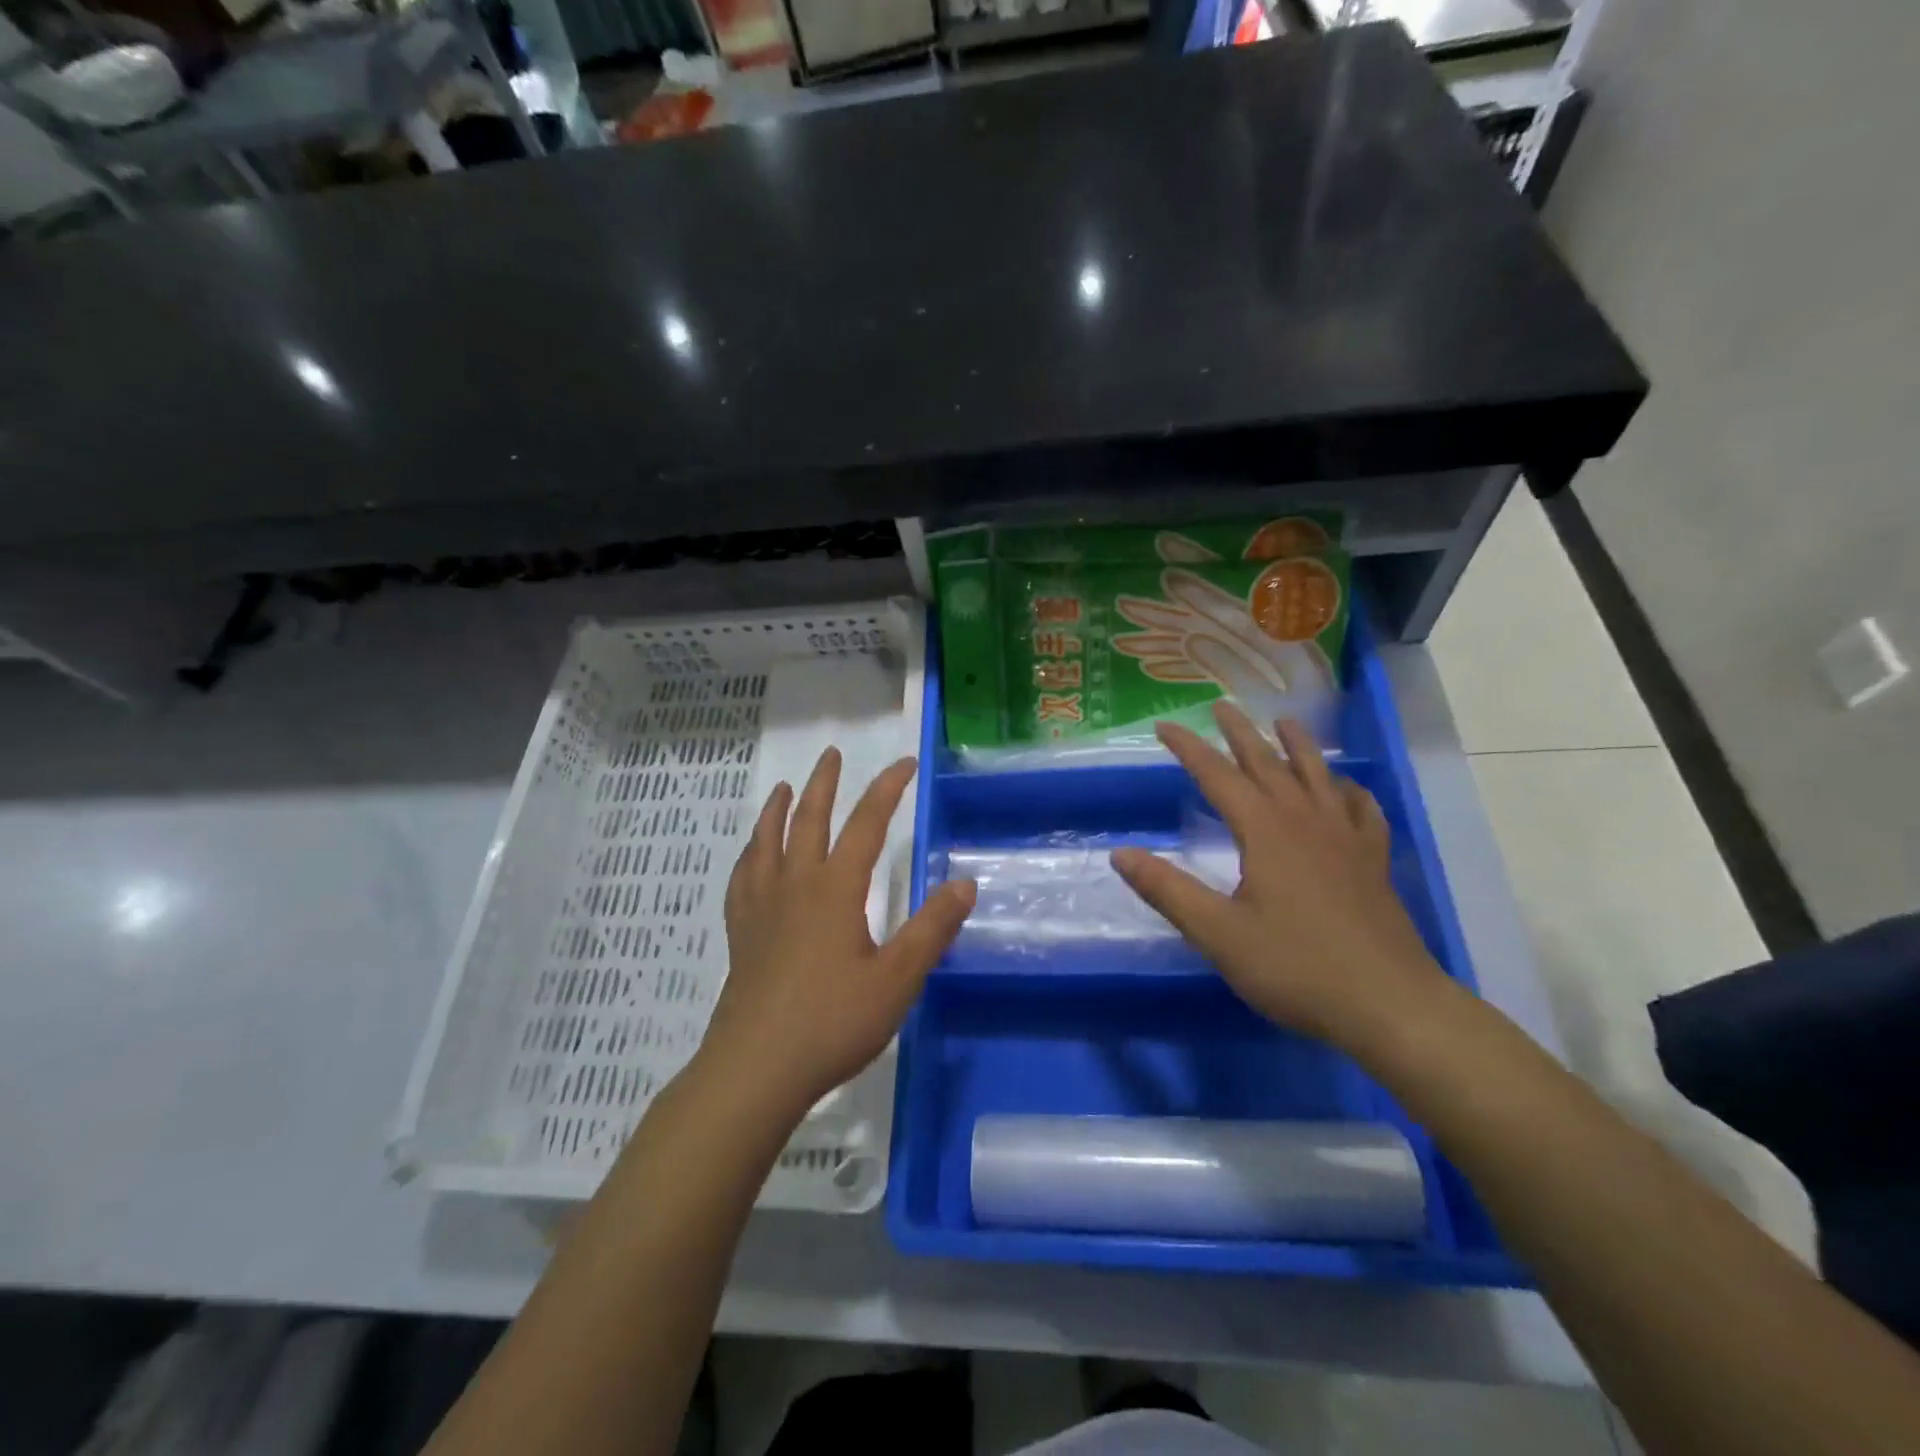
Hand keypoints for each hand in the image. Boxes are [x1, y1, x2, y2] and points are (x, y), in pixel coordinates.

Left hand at [702, 748, 975, 1122]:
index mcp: (836, 889)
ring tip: (783, 789)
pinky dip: (748, 856)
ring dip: (777, 810)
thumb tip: (964, 882)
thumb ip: (932, 929)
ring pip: (766, 842)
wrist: (756, 1068)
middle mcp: (795, 885)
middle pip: (807, 819)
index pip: (866, 823)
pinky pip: (741, 879)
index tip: (905, 763)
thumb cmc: (833, 1022)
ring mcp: (761, 908)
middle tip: (830, 754)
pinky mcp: (741, 933)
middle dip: (823, 784)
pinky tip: (750, 857)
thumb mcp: (897, 979)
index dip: (887, 788)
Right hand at [1111, 703, 1451, 1055]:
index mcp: (1264, 831)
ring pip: (1318, 775)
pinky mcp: (1372, 861)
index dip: (1188, 748)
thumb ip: (1167, 891)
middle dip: (1241, 733)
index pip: (1217, 776)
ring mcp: (1345, 838)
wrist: (1389, 1004)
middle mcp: (1305, 820)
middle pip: (1268, 763)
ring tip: (1285, 721)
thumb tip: (1120, 854)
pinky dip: (1349, 790)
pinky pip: (1362, 810)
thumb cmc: (1296, 966)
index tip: (1164, 725)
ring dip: (1298, 745)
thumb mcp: (1218, 933)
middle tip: (1222, 705)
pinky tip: (1346, 789)